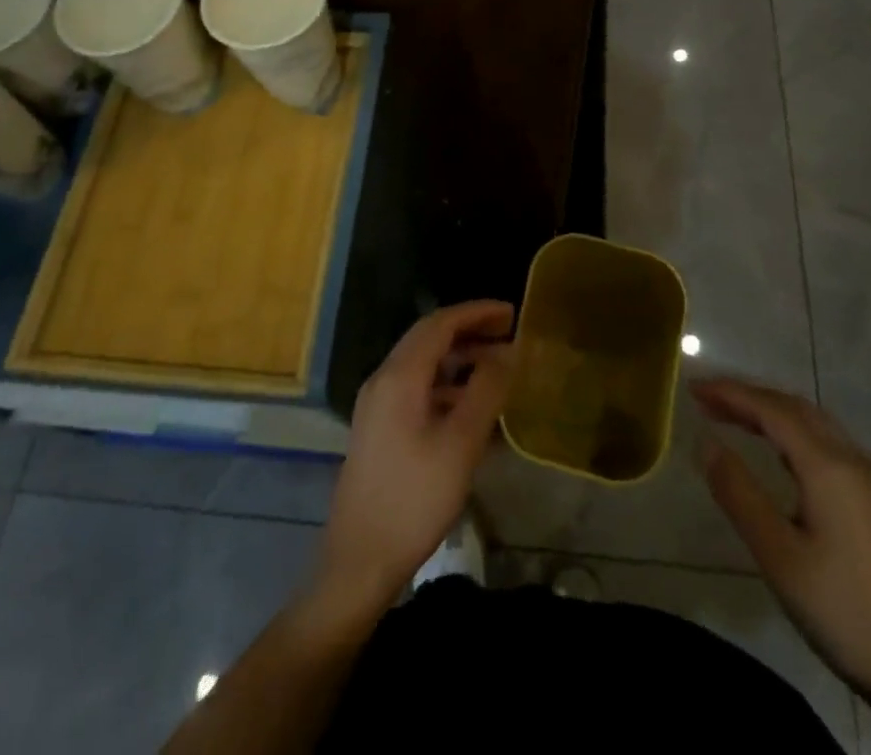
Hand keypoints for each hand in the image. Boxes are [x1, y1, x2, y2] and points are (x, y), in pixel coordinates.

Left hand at [314, 302, 513, 612]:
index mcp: (400, 375)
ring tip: (498, 367)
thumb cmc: (414, 499)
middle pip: (429, 338)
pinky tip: (472, 406)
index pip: (440, 323)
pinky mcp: (379, 427)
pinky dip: (447, 384)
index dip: (477, 312)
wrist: (359, 559)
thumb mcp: (461, 444)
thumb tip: (507, 352)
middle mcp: (384, 379)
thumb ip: (486, 391)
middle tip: (508, 334)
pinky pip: (417, 388)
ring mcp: (378, 404)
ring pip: (423, 364)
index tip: (511, 313)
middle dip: (469, 330)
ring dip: (459, 358)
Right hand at [692, 379, 870, 706]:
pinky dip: (795, 430)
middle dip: (749, 397)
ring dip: (773, 411)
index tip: (694, 387)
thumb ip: (738, 492)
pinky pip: (830, 442)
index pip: (771, 409)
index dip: (730, 393)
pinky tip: (781, 452)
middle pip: (795, 407)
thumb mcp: (777, 555)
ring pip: (816, 423)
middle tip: (707, 399)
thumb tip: (706, 442)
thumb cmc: (842, 610)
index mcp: (829, 466)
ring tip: (735, 418)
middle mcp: (854, 459)